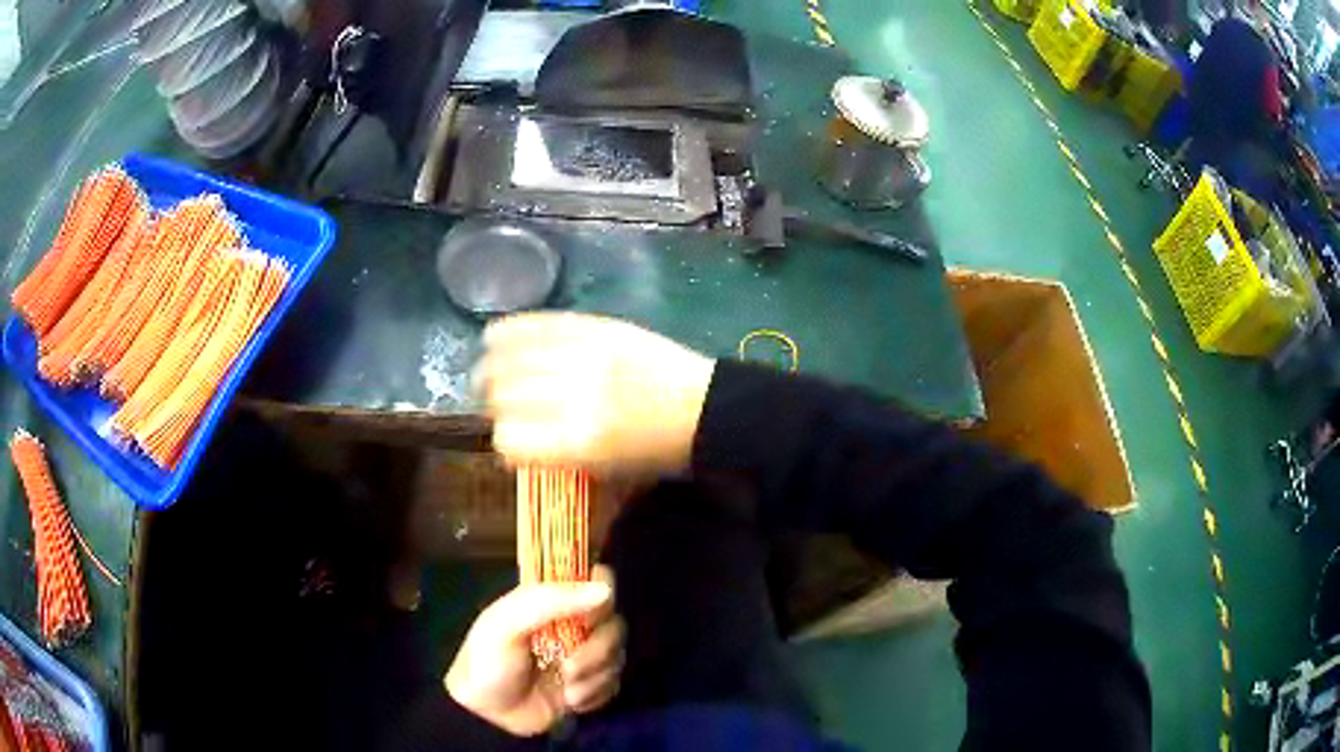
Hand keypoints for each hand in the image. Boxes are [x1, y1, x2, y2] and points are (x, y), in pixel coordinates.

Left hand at [446, 565, 624, 735]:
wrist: (485, 713)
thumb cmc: (488, 661)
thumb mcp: (507, 624)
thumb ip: (551, 601)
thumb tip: (604, 590)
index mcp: (553, 601)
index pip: (597, 580)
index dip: (604, 594)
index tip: (589, 617)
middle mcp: (574, 625)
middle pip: (614, 624)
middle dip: (597, 650)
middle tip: (568, 668)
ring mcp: (584, 656)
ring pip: (616, 656)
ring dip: (593, 677)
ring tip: (565, 691)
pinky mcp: (590, 685)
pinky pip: (614, 683)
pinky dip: (595, 694)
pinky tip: (571, 701)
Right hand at [475, 313, 715, 476]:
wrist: (705, 409)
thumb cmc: (656, 454)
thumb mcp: (603, 473)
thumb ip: (552, 456)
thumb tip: (508, 434)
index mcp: (579, 444)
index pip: (508, 439)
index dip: (502, 440)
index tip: (507, 437)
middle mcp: (576, 398)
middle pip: (504, 395)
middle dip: (492, 402)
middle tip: (494, 404)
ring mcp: (586, 356)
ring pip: (512, 357)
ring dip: (490, 367)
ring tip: (486, 371)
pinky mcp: (597, 328)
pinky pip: (539, 323)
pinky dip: (510, 330)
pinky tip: (494, 337)